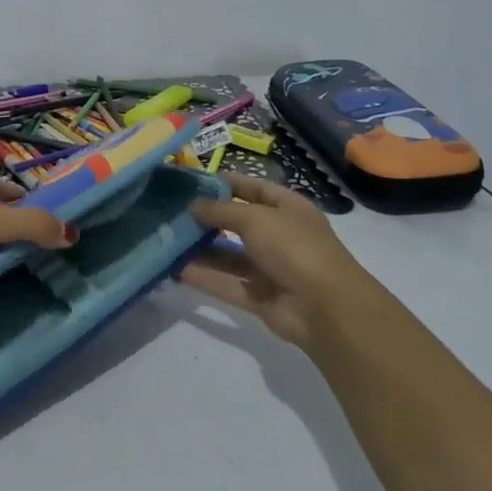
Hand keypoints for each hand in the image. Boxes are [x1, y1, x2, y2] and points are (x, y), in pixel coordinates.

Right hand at [182, 174, 377, 348]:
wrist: (325, 308)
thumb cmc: (294, 248)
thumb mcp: (255, 218)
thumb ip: (220, 210)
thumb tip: (193, 205)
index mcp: (288, 209)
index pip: (255, 189)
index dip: (228, 183)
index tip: (193, 181)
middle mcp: (280, 236)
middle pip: (239, 223)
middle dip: (208, 218)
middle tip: (171, 212)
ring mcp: (270, 268)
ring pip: (229, 256)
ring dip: (201, 250)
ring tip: (166, 240)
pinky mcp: (259, 297)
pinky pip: (226, 284)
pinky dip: (203, 278)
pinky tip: (174, 270)